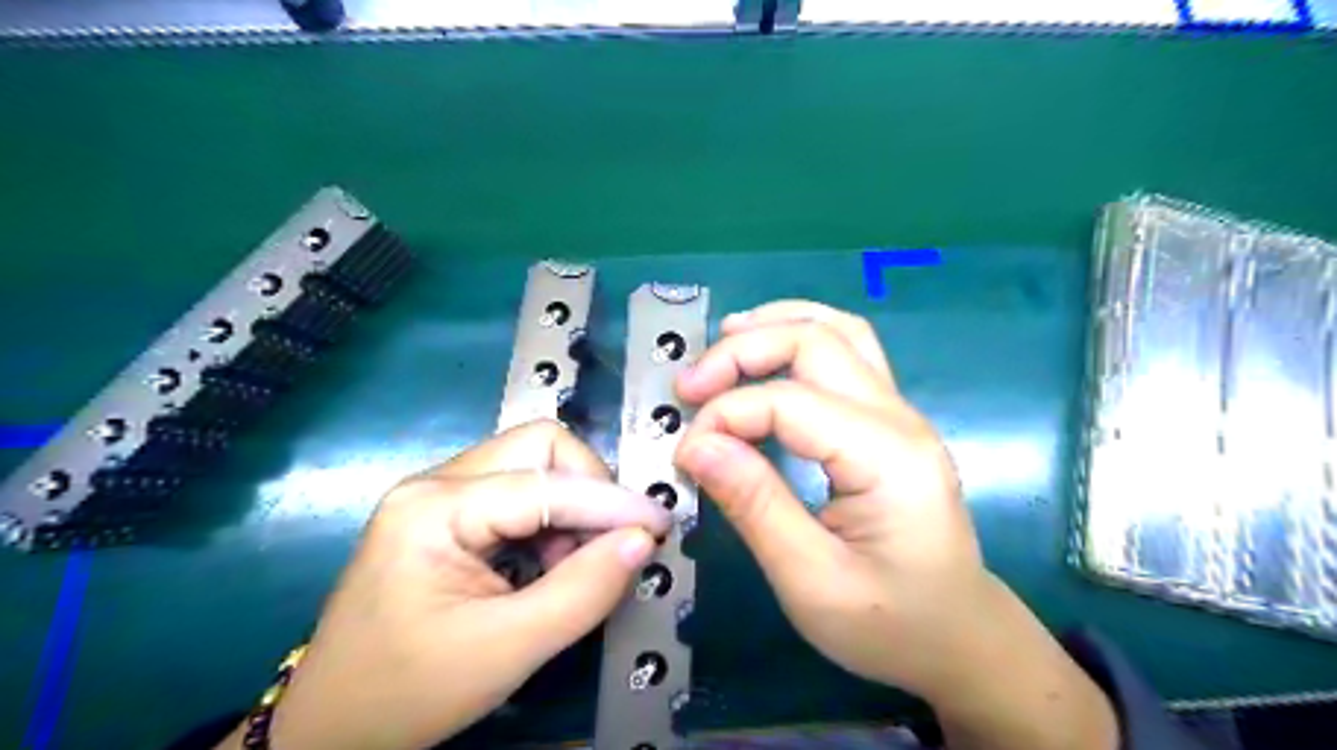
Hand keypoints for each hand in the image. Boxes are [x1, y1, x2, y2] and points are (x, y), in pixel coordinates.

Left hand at [238, 422, 667, 749]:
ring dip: (572, 507)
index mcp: (434, 508)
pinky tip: (551, 563)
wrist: (330, 728)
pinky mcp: (447, 512)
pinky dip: (551, 520)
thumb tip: (642, 540)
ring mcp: (439, 494)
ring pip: (533, 465)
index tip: (660, 526)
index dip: (611, 502)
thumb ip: (582, 591)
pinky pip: (519, 491)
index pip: (546, 482)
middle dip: (588, 488)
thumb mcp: (505, 650)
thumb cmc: (408, 692)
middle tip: (610, 543)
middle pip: (538, 447)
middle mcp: (435, 482)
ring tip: (575, 564)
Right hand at [670, 300, 1120, 749]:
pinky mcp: (889, 421)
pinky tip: (765, 355)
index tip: (684, 454)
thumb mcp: (811, 581)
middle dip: (742, 351)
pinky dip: (797, 339)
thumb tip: (696, 446)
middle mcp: (899, 417)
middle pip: (816, 340)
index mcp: (887, 457)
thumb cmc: (890, 625)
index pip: (789, 402)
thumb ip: (754, 505)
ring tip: (721, 340)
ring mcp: (899, 413)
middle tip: (689, 386)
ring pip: (838, 331)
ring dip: (774, 325)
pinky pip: (846, 353)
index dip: (725, 416)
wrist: (959, 638)